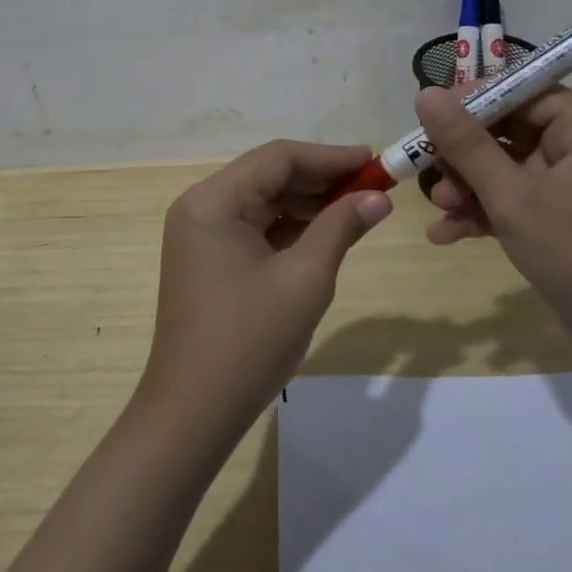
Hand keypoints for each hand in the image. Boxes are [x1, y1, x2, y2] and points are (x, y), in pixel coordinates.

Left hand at [139, 141, 394, 442]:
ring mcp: (200, 234)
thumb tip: (378, 197)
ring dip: (308, 203)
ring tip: (357, 209)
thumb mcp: (305, 279)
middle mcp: (201, 206)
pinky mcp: (207, 259)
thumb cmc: (250, 342)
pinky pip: (253, 227)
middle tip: (373, 188)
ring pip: (263, 201)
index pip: (278, 158)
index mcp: (214, 201)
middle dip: (321, 180)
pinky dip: (288, 227)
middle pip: (269, 176)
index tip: (374, 161)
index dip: (330, 157)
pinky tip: (324, 233)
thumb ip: (341, 227)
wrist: (193, 414)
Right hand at [415, 85, 571, 354]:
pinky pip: (509, 198)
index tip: (430, 116)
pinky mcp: (554, 216)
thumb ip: (466, 144)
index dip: (474, 99)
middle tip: (429, 169)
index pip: (522, 91)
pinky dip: (480, 212)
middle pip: (506, 129)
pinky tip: (444, 234)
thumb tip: (426, 94)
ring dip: (466, 186)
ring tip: (439, 208)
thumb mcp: (512, 196)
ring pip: (502, 166)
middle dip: (463, 154)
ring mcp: (565, 184)